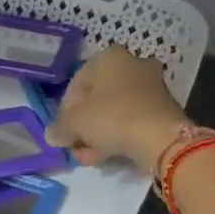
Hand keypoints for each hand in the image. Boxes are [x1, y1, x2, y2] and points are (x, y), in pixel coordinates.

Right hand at [47, 46, 189, 171]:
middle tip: (75, 144)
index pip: (76, 83)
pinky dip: (118, 135)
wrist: (160, 138)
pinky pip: (132, 120)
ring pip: (115, 110)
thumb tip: (52, 135)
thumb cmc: (112, 118)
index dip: (64, 110)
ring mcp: (150, 86)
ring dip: (99, 133)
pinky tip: (107, 154)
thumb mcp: (75, 123)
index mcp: (108, 57)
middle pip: (97, 97)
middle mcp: (132, 64)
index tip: (62, 131)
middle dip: (84, 124)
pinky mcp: (162, 107)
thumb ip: (60, 128)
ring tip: (88, 156)